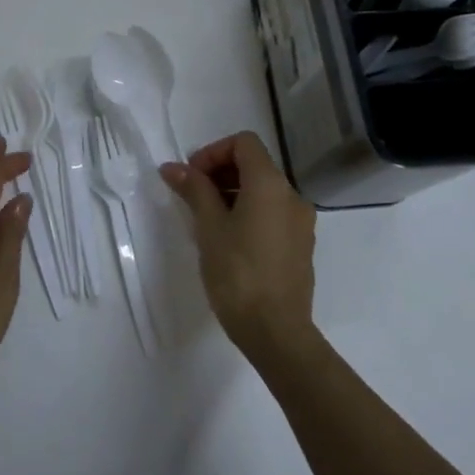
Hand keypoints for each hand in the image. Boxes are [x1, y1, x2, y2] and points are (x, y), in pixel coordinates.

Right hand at [160, 130, 316, 358]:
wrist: (276, 331)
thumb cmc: (237, 273)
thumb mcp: (208, 227)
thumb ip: (194, 190)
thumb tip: (172, 167)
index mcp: (270, 185)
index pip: (243, 143)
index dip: (213, 152)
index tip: (191, 177)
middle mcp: (292, 196)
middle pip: (254, 165)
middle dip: (220, 172)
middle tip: (192, 196)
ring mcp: (301, 222)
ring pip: (264, 191)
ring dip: (233, 193)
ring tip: (206, 220)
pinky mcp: (300, 245)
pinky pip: (273, 213)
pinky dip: (249, 212)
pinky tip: (228, 240)